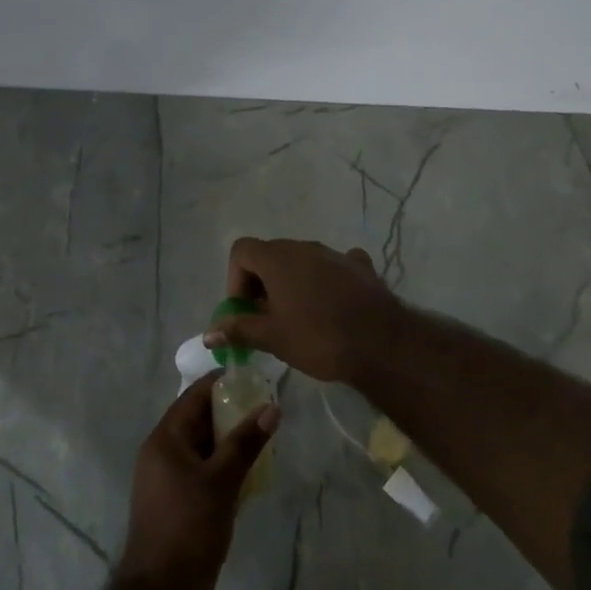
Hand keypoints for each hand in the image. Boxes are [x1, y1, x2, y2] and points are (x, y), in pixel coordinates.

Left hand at [116, 375, 278, 589]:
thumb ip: (246, 442)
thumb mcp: (221, 481)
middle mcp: (162, 453)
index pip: (193, 397)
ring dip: (230, 440)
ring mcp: (169, 480)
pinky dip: (225, 465)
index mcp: (164, 439)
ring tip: (265, 434)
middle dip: (231, 411)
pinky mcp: (178, 503)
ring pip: (203, 447)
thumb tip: (272, 407)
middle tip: (267, 405)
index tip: (253, 376)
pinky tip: (252, 470)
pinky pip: (203, 471)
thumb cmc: (188, 528)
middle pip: (198, 420)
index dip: (221, 383)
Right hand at [207, 238, 405, 381]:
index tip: (245, 310)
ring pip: (301, 261)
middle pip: (270, 254)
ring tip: (298, 317)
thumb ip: (239, 329)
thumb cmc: (318, 338)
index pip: (241, 251)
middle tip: (266, 319)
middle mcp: (304, 246)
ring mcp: (334, 253)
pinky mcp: (359, 266)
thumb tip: (208, 333)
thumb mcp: (273, 338)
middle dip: (261, 284)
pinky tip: (332, 305)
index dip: (235, 279)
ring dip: (291, 283)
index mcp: (278, 258)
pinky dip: (324, 281)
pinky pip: (332, 267)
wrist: (381, 343)